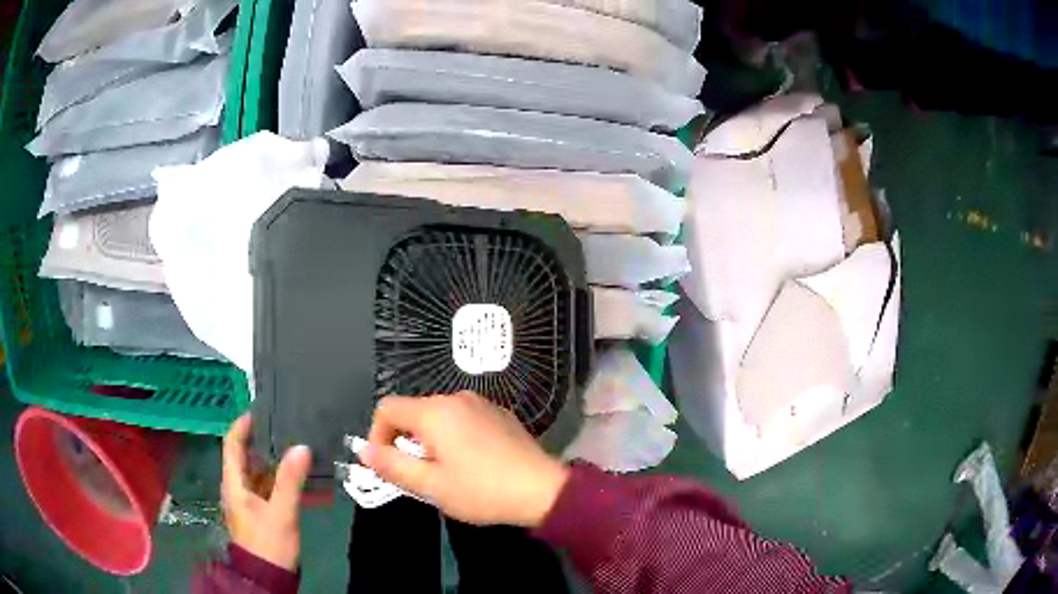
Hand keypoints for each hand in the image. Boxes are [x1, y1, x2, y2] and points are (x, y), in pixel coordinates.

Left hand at [222, 415, 310, 570]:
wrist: (268, 576)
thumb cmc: (269, 542)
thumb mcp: (281, 512)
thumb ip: (290, 480)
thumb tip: (301, 446)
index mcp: (234, 483)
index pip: (232, 444)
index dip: (243, 425)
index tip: (260, 410)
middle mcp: (238, 487)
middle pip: (245, 456)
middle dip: (262, 440)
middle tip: (285, 425)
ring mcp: (249, 500)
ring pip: (258, 471)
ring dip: (273, 459)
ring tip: (294, 445)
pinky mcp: (260, 511)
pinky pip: (267, 486)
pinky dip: (279, 477)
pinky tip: (297, 474)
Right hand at [360, 391, 569, 527]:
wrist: (543, 490)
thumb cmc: (482, 491)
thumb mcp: (430, 486)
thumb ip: (392, 465)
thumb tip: (363, 450)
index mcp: (435, 412)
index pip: (387, 408)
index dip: (377, 435)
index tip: (386, 464)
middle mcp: (456, 398)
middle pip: (413, 411)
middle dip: (404, 440)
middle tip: (416, 475)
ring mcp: (481, 403)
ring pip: (438, 416)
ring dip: (429, 440)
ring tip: (443, 472)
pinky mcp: (499, 413)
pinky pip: (462, 418)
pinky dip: (452, 436)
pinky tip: (470, 463)